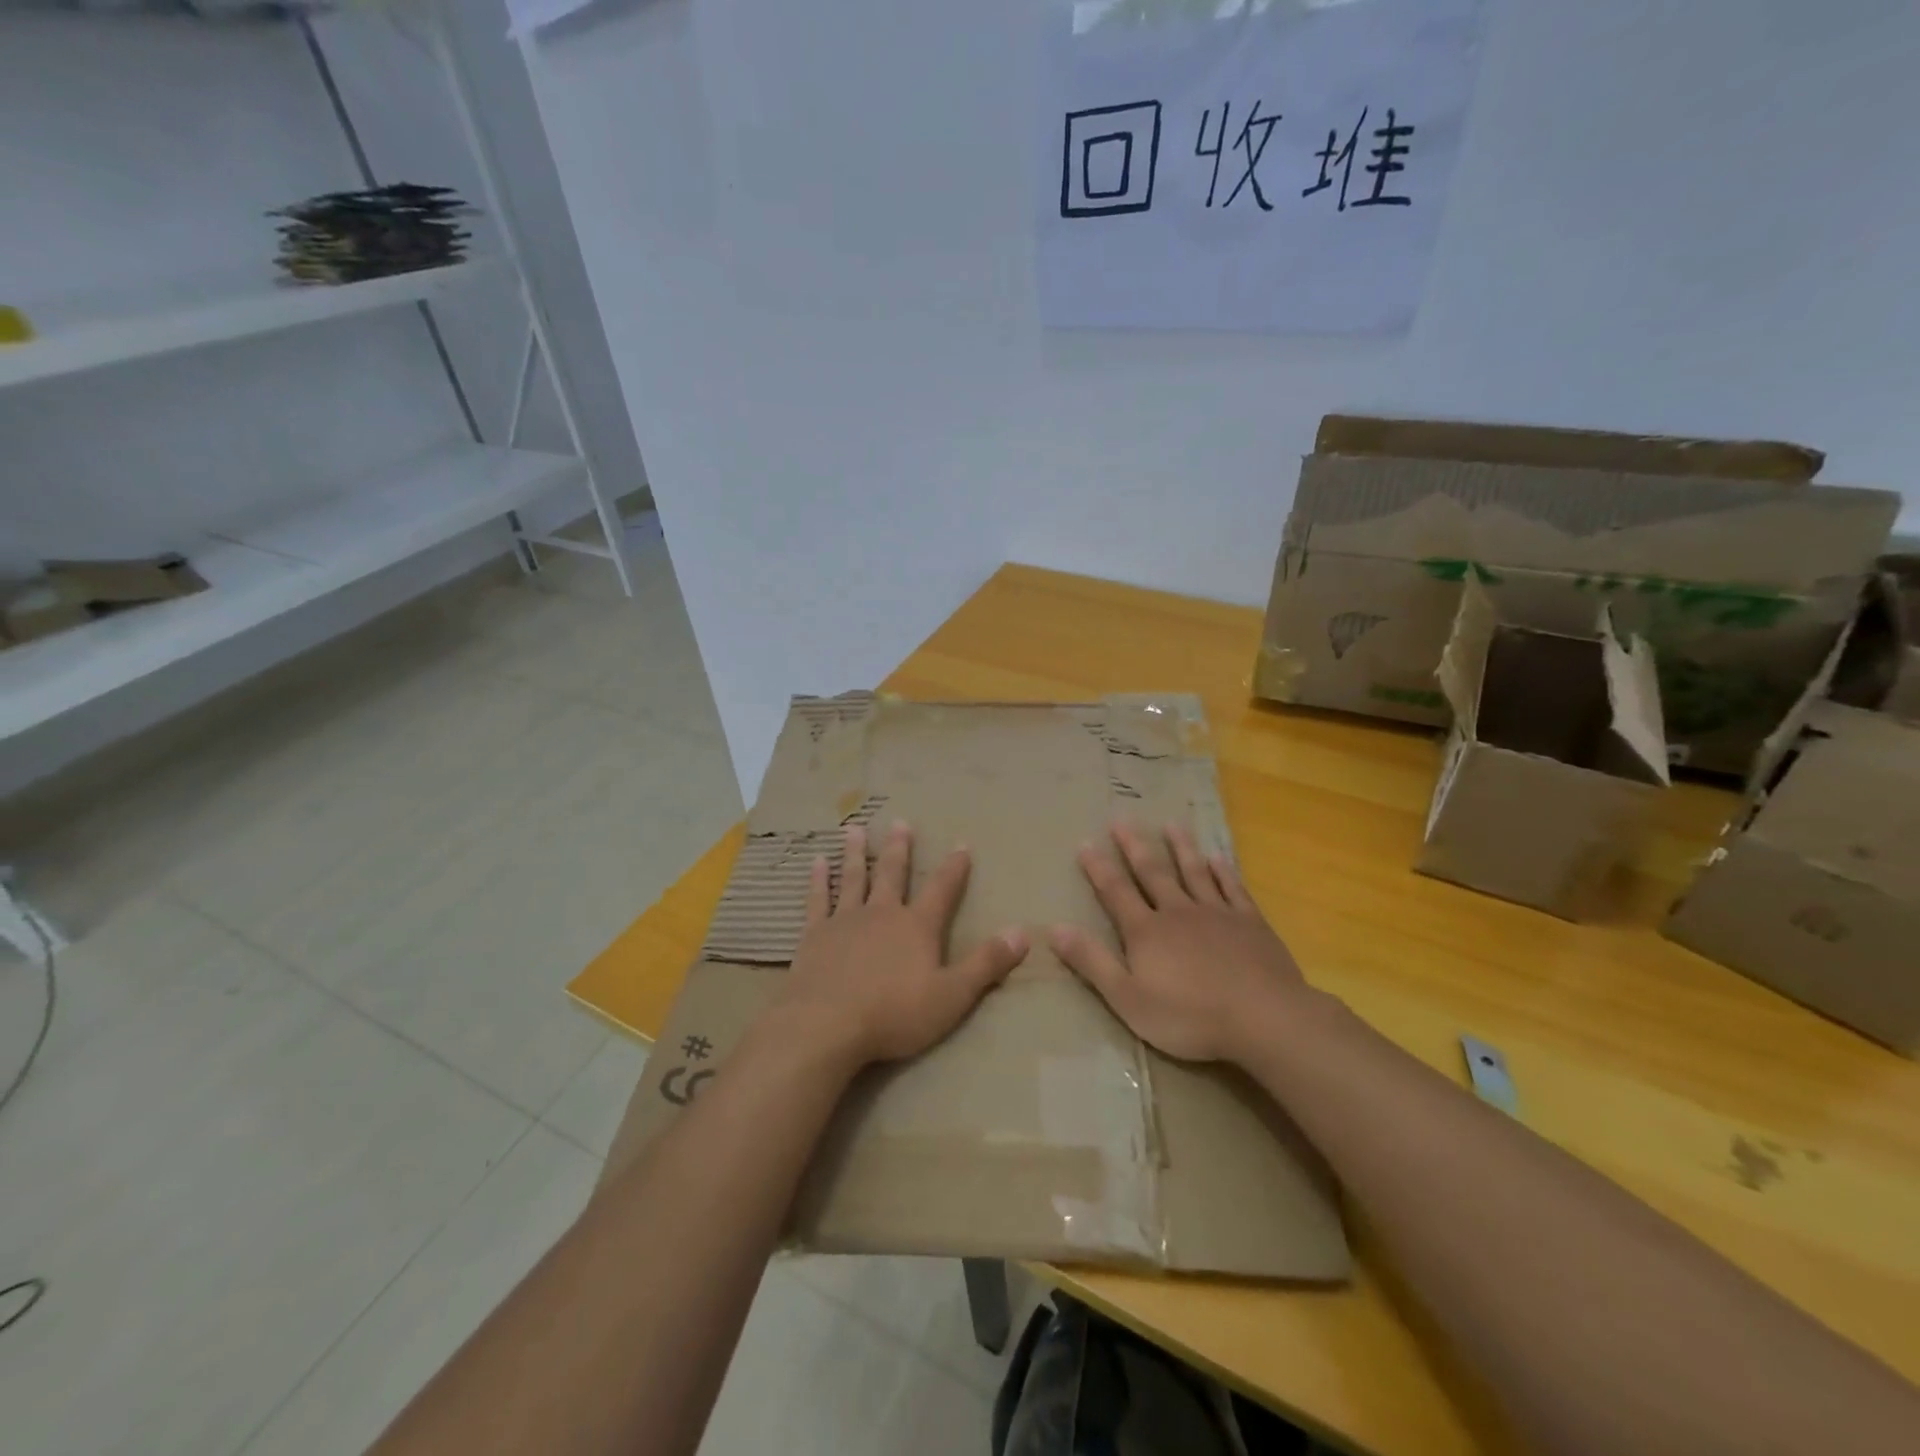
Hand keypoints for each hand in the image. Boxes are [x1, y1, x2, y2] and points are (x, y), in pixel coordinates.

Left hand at [774, 822, 1029, 1067]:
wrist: (826, 1025)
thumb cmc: (894, 1014)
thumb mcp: (952, 996)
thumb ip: (986, 963)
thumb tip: (1022, 932)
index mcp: (917, 927)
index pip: (942, 890)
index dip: (954, 868)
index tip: (961, 844)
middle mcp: (882, 913)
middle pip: (893, 873)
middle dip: (899, 848)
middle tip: (900, 822)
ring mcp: (845, 921)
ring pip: (854, 878)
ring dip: (856, 853)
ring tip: (854, 829)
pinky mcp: (815, 935)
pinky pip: (818, 900)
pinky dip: (819, 880)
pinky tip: (817, 862)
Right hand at [1050, 822, 1306, 1063]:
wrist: (1263, 1018)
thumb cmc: (1189, 1016)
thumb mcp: (1128, 998)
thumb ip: (1092, 962)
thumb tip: (1054, 928)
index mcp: (1146, 932)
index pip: (1115, 893)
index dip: (1098, 869)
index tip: (1085, 843)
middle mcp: (1178, 912)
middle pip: (1152, 873)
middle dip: (1135, 847)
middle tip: (1122, 820)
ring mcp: (1217, 914)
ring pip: (1193, 872)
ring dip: (1181, 848)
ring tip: (1171, 825)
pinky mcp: (1250, 923)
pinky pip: (1233, 888)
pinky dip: (1223, 871)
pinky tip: (1218, 858)